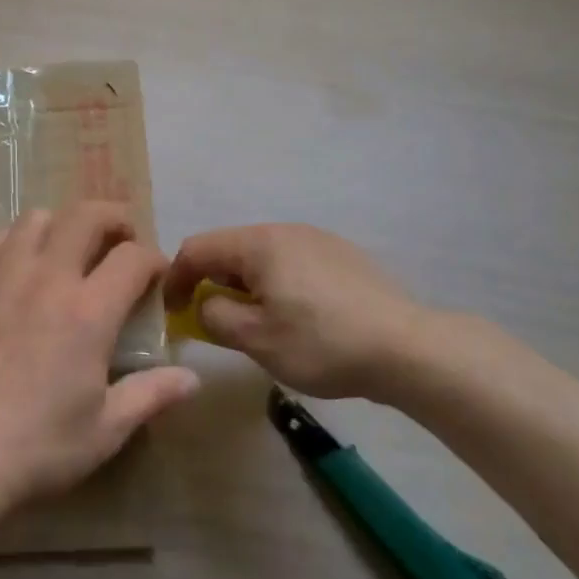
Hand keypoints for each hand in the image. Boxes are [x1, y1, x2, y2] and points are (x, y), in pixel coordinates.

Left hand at [0, 203, 200, 516]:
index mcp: (89, 312)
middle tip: (122, 240)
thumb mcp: (107, 429)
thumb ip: (151, 394)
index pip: (133, 257)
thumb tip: (193, 378)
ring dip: (63, 225)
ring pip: (39, 217)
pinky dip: (17, 241)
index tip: (157, 275)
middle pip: (87, 215)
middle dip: (114, 218)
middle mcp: (49, 278)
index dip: (153, 259)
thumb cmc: (39, 445)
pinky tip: (22, 266)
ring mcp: (5, 275)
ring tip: (70, 250)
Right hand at [164, 224, 426, 399]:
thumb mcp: (257, 340)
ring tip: (256, 323)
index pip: (197, 248)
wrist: (407, 348)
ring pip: (262, 257)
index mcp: (258, 244)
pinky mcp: (342, 256)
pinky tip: (297, 317)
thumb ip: (215, 318)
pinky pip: (291, 262)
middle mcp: (285, 230)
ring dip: (245, 285)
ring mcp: (317, 239)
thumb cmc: (322, 343)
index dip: (175, 278)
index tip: (171, 312)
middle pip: (230, 249)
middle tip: (214, 322)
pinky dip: (275, 284)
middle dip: (212, 283)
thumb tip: (205, 305)